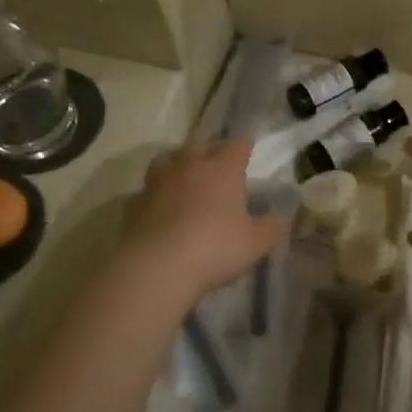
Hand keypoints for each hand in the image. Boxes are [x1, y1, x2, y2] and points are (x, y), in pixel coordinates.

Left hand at [122, 139, 285, 300]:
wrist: (157, 267)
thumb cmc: (215, 248)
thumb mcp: (256, 243)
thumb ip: (270, 226)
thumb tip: (278, 215)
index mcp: (222, 169)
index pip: (237, 144)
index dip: (245, 144)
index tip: (249, 145)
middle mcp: (189, 166)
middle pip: (201, 145)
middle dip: (212, 149)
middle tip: (219, 160)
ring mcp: (158, 182)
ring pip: (168, 160)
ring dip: (179, 163)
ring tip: (185, 174)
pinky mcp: (134, 203)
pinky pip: (148, 190)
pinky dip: (157, 193)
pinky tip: (161, 206)